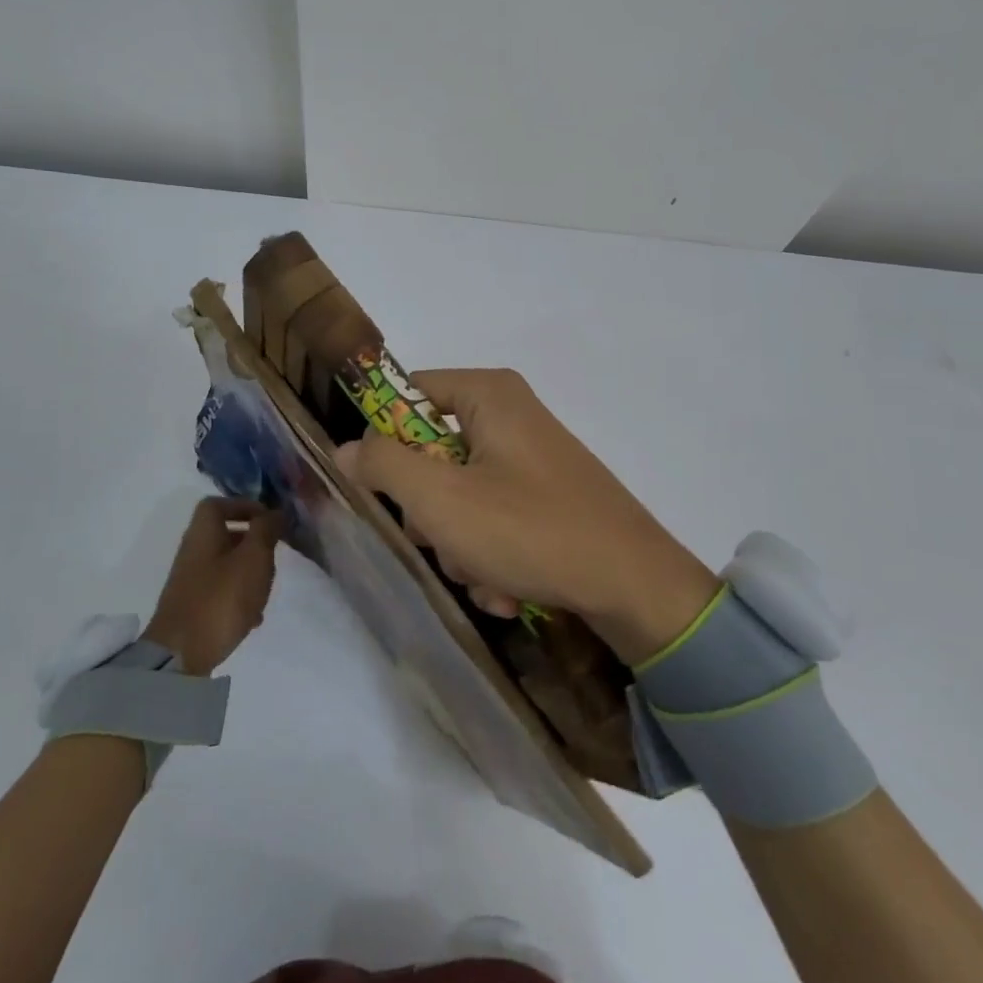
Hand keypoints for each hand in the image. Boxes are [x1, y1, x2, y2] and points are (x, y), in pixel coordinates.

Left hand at [142, 498, 280, 675]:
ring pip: (226, 564)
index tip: (268, 520)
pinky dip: (239, 596)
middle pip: (225, 534)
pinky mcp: (193, 607)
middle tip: (273, 556)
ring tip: (266, 589)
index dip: (244, 506)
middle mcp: (193, 551)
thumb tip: (274, 512)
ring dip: (249, 572)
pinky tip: (253, 616)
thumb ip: (266, 530)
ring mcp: (190, 580)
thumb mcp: (253, 557)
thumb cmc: (221, 597)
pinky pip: (221, 591)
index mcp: (203, 532)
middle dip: (253, 543)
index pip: (218, 504)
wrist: (179, 655)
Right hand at [333, 369, 718, 664]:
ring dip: (460, 544)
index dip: (383, 439)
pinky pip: (494, 516)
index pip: (408, 395)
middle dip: (430, 511)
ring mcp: (530, 458)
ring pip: (460, 494)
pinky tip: (508, 587)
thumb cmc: (529, 528)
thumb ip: (383, 465)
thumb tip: (346, 448)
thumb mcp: (441, 499)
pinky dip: (491, 554)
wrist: (636, 586)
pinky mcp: (546, 495)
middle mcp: (510, 415)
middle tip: (444, 540)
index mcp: (489, 394)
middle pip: (431, 452)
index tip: (377, 487)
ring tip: (486, 575)